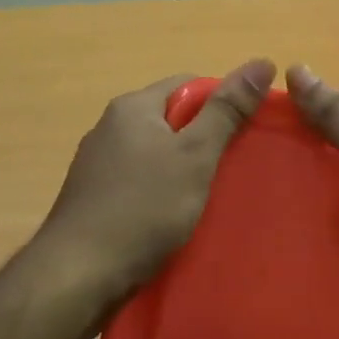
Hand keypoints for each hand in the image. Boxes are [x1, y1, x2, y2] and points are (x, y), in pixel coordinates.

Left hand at [30, 58, 274, 315]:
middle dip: (203, 140)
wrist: (77, 276)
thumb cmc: (142, 209)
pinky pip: (138, 183)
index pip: (188, 85)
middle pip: (170, 119)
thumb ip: (226, 111)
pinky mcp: (93, 199)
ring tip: (209, 197)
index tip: (245, 135)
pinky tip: (174, 219)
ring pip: (154, 154)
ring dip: (182, 170)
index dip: (222, 104)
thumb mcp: (194, 156)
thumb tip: (261, 62)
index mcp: (132, 107)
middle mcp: (109, 127)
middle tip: (234, 169)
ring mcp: (97, 164)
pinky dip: (159, 194)